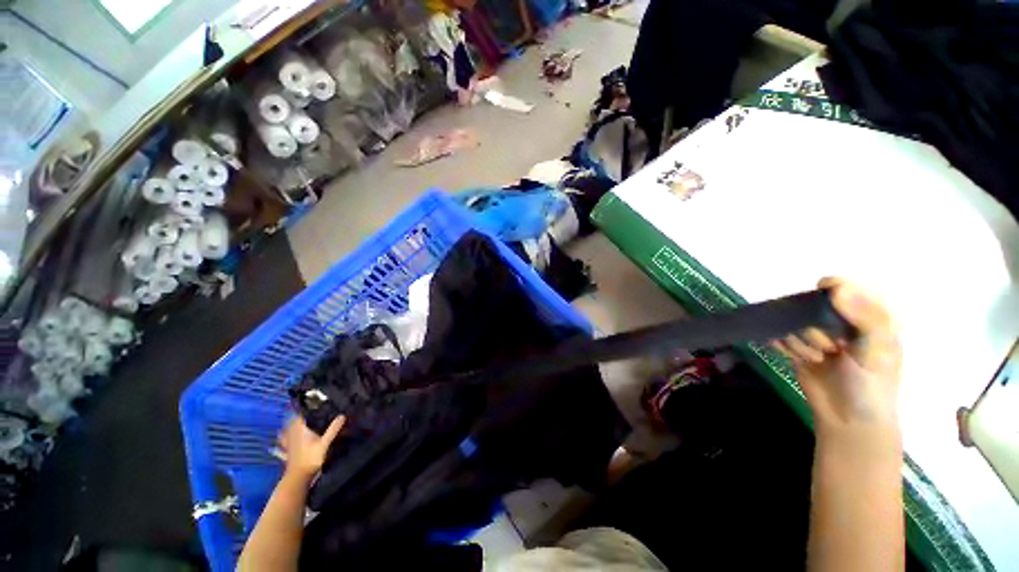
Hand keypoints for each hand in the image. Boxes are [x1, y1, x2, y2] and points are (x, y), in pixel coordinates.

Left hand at [277, 415, 345, 479]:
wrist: (298, 478)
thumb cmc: (311, 458)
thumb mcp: (325, 443)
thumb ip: (333, 429)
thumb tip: (342, 415)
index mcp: (301, 431)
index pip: (299, 416)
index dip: (303, 409)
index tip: (308, 403)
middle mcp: (293, 435)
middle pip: (292, 423)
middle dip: (295, 417)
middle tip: (302, 411)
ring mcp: (289, 445)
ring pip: (285, 433)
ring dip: (287, 428)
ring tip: (290, 423)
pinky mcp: (287, 454)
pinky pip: (282, 445)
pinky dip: (282, 442)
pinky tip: (280, 443)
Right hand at [773, 278, 901, 434]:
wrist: (849, 420)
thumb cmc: (872, 384)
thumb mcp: (877, 349)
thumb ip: (863, 317)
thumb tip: (834, 288)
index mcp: (865, 318)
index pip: (844, 289)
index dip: (831, 288)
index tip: (820, 299)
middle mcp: (838, 323)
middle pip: (811, 305)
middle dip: (813, 324)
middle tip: (827, 346)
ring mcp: (815, 336)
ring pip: (793, 322)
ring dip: (801, 340)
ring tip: (815, 359)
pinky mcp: (797, 349)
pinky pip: (780, 336)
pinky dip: (783, 345)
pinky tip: (797, 358)